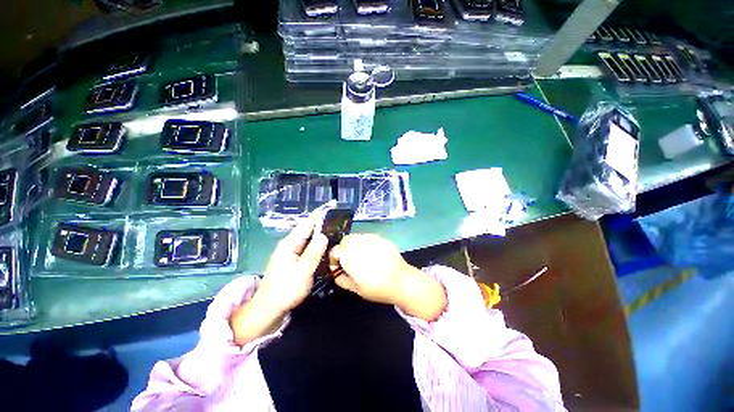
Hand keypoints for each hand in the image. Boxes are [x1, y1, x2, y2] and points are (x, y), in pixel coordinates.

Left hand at [230, 218, 326, 345]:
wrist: (269, 308)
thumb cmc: (286, 289)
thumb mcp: (302, 271)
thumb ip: (313, 253)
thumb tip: (323, 235)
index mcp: (290, 243)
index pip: (307, 223)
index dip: (320, 214)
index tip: (332, 205)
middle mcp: (290, 244)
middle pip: (308, 228)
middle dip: (321, 220)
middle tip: (337, 216)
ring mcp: (291, 251)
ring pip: (308, 236)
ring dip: (320, 230)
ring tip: (335, 226)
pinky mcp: (294, 259)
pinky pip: (308, 245)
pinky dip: (317, 241)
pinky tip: (325, 243)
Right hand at [328, 234, 411, 304]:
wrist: (401, 281)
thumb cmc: (377, 288)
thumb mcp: (357, 289)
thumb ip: (343, 280)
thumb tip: (337, 274)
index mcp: (349, 256)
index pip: (335, 251)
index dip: (334, 259)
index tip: (338, 267)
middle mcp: (358, 244)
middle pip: (344, 240)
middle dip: (343, 249)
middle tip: (348, 261)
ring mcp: (370, 238)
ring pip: (355, 236)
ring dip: (353, 244)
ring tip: (359, 256)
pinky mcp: (380, 238)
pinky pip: (366, 236)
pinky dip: (364, 242)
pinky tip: (371, 252)